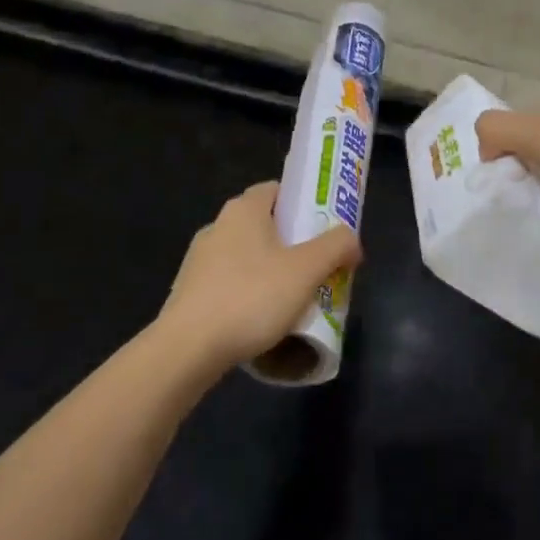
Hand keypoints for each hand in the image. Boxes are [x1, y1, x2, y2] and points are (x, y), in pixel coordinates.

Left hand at [158, 182, 362, 372]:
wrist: (187, 350)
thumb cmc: (251, 298)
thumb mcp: (307, 270)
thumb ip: (336, 246)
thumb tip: (351, 241)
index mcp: (244, 210)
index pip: (277, 190)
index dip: (303, 203)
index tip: (324, 227)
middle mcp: (218, 226)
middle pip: (264, 224)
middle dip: (293, 242)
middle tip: (319, 265)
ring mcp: (199, 260)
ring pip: (247, 256)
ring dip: (270, 270)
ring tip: (295, 298)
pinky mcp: (189, 292)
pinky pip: (229, 282)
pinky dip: (249, 293)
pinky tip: (263, 320)